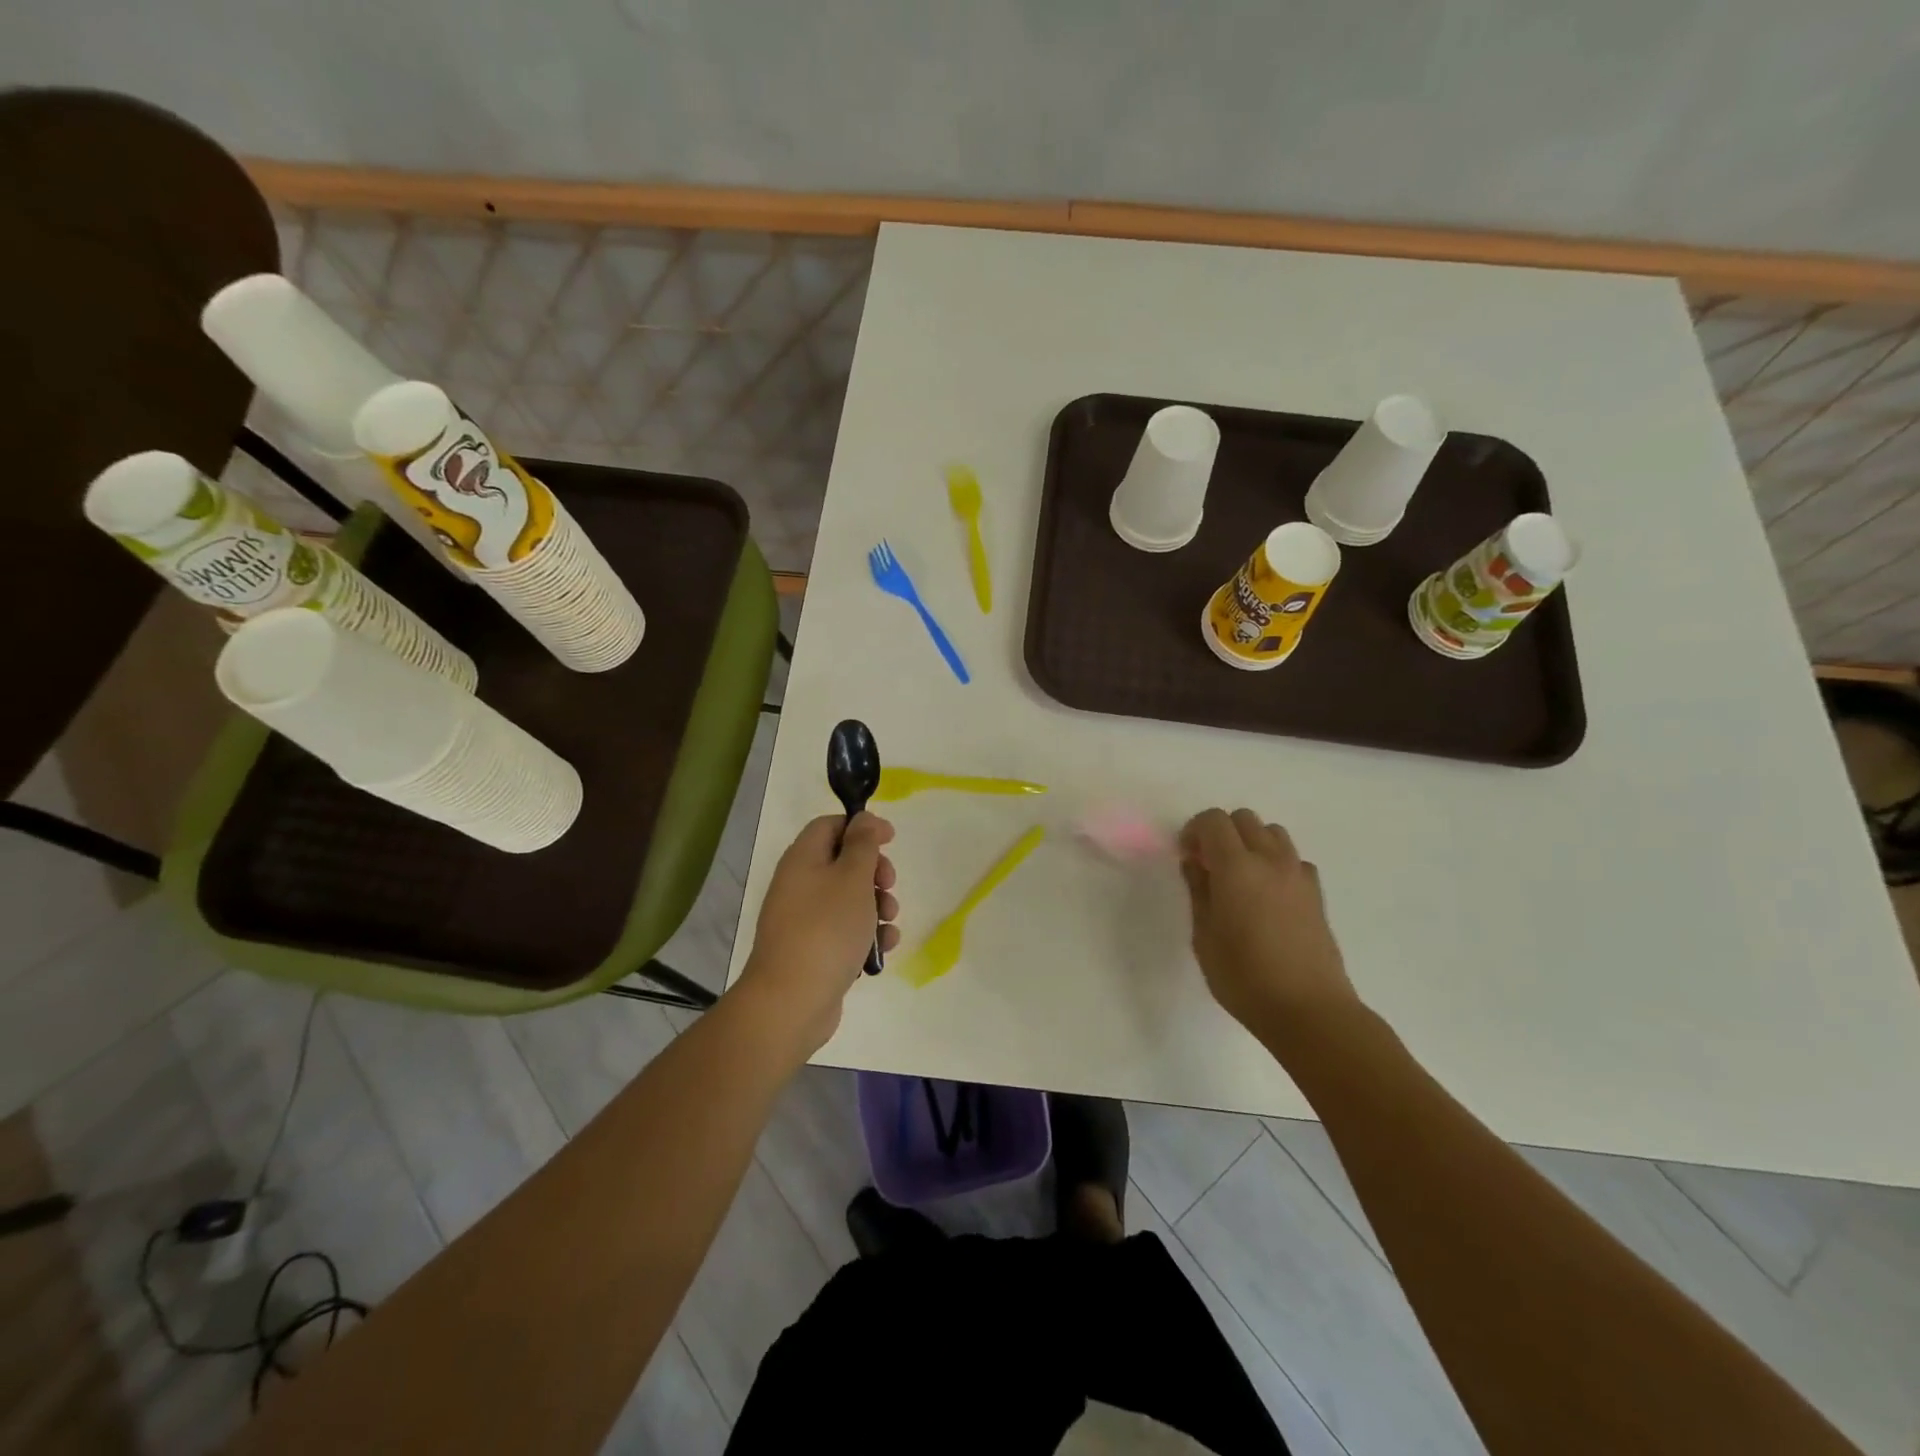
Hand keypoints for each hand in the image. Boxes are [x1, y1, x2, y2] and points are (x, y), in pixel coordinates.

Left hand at [738, 813, 899, 1057]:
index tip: (891, 840)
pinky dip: (866, 935)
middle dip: (874, 872)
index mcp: (803, 859)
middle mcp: (799, 884)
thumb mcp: (852, 877)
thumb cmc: (826, 929)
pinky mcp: (814, 950)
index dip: (862, 827)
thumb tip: (864, 819)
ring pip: (849, 899)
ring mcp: (805, 920)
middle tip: (889, 885)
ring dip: (877, 906)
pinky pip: (845, 931)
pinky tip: (882, 948)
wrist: (792, 1001)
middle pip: (843, 862)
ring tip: (889, 923)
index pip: (830, 825)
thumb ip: (863, 843)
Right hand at [1178, 808, 1356, 1033]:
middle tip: (1209, 865)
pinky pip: (1293, 859)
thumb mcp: (1204, 937)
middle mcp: (1270, 860)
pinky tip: (1268, 895)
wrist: (1309, 1010)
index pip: (1213, 820)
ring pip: (1272, 833)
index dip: (1194, 831)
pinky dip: (1276, 863)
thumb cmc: (1244, 977)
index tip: (1187, 857)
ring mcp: (1298, 874)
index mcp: (1236, 867)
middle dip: (1221, 832)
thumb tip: (1195, 864)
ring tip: (1240, 877)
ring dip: (1251, 842)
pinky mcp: (1317, 893)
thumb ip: (1198, 892)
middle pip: (1244, 818)